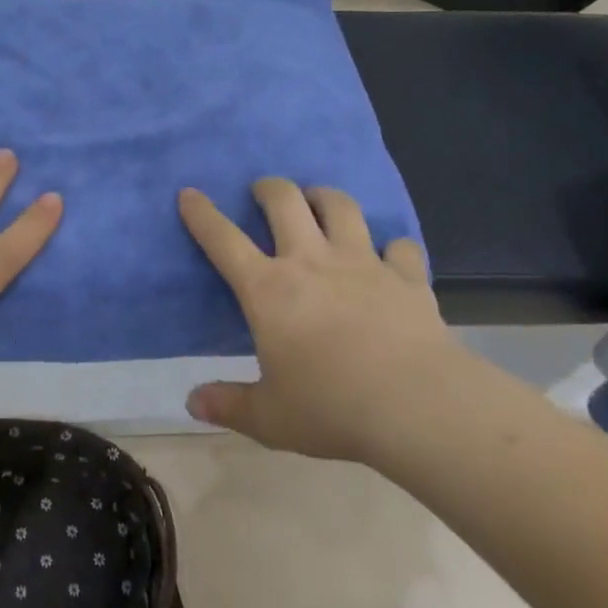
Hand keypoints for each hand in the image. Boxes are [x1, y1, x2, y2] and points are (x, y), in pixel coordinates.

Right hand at [179, 179, 471, 465]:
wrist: (418, 407)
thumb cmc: (332, 409)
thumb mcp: (270, 418)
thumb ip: (229, 405)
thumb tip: (192, 402)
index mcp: (268, 290)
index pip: (223, 240)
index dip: (202, 214)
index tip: (189, 193)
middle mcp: (311, 262)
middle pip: (285, 201)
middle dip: (269, 188)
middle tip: (263, 192)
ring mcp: (362, 263)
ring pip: (340, 207)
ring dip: (325, 197)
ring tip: (319, 201)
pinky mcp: (406, 277)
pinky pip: (399, 246)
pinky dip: (392, 246)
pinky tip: (390, 255)